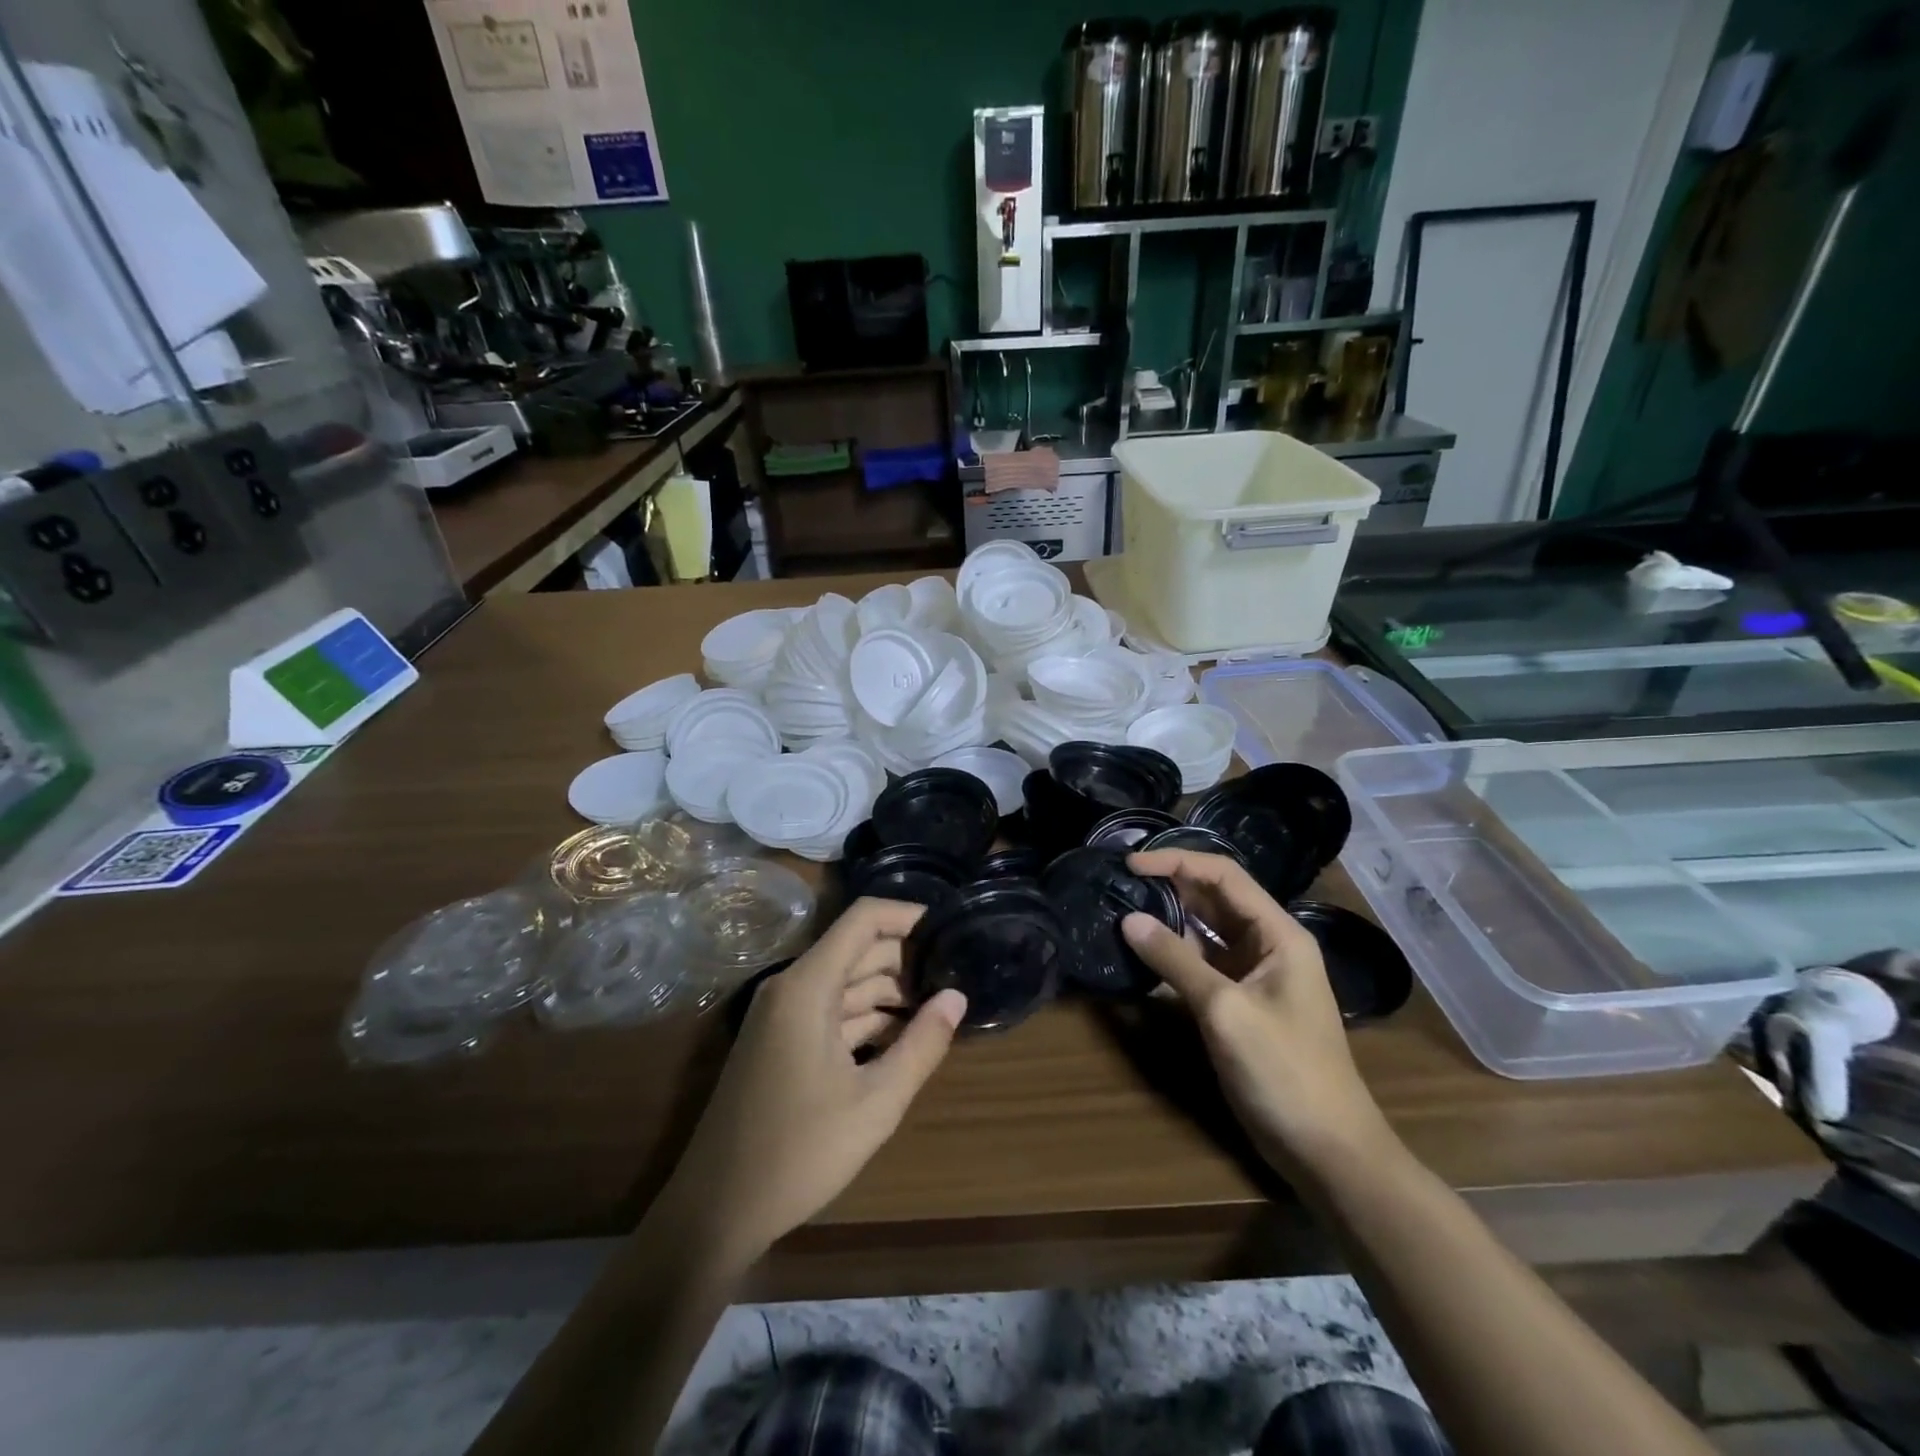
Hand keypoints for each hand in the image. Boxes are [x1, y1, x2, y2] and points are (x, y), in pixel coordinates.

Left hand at [661, 898, 966, 1268]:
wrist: (714, 1212)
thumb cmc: (798, 1153)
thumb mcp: (875, 1103)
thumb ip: (922, 1045)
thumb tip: (958, 997)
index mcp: (807, 986)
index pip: (864, 919)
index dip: (909, 916)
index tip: (952, 930)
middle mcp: (792, 987)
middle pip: (858, 949)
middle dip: (908, 958)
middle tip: (959, 975)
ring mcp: (784, 1015)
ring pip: (847, 982)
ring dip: (892, 991)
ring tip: (942, 1005)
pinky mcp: (782, 1041)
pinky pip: (832, 1010)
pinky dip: (869, 1016)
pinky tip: (906, 1036)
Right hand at [1121, 850, 1397, 1183]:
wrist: (1327, 1150)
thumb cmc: (1284, 1071)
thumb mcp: (1225, 1010)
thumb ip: (1175, 960)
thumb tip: (1129, 920)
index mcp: (1278, 933)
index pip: (1224, 876)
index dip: (1177, 861)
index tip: (1131, 864)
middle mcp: (1268, 944)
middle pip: (1215, 898)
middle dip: (1170, 885)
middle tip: (1120, 884)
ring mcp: (1255, 974)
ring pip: (1207, 930)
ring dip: (1169, 918)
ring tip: (1124, 909)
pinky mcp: (1242, 1002)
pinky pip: (1204, 962)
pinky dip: (1175, 953)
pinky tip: (1144, 953)